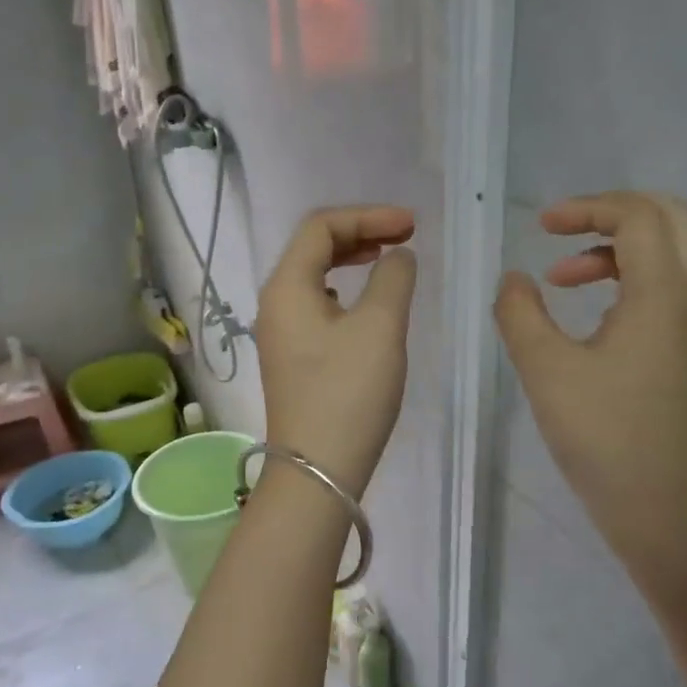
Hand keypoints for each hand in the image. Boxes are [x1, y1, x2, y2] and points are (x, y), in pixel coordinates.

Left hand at [257, 205, 417, 496]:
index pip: (321, 227)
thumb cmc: (348, 393)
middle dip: (360, 234)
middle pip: (313, 248)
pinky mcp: (293, 360)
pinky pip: (317, 308)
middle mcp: (275, 304)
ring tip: (387, 262)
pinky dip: (345, 293)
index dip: (368, 216)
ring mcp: (280, 334)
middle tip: (404, 238)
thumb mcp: (380, 327)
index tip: (412, 226)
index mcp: (286, 287)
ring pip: (314, 278)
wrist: (319, 469)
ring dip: (351, 262)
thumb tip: (398, 257)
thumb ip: (393, 278)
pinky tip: (365, 307)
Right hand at [495, 192, 686, 597]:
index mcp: (663, 294)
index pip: (638, 216)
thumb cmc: (602, 436)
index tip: (541, 227)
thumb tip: (514, 280)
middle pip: (673, 218)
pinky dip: (633, 279)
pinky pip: (672, 288)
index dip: (588, 208)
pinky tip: (593, 316)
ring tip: (564, 279)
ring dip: (620, 249)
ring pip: (674, 253)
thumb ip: (520, 313)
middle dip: (614, 213)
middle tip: (564, 232)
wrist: (664, 507)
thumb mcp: (545, 370)